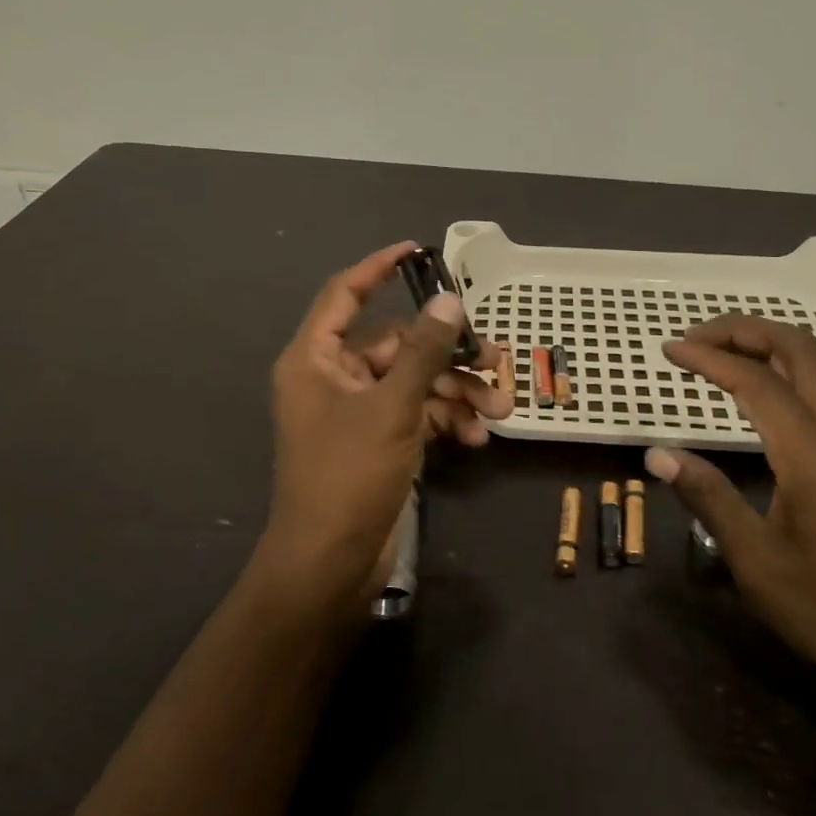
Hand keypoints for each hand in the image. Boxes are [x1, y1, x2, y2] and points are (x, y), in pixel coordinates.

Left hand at [258, 242, 510, 611]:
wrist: (331, 564)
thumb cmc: (349, 475)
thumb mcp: (392, 407)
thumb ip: (423, 352)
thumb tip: (448, 302)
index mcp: (316, 359)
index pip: (344, 294)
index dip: (378, 268)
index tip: (417, 250)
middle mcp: (333, 378)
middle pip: (396, 345)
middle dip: (447, 355)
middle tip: (495, 359)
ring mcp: (357, 412)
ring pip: (414, 383)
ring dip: (457, 393)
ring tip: (500, 410)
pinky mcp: (378, 441)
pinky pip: (416, 415)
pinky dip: (446, 421)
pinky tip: (476, 439)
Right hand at [645, 314, 815, 700]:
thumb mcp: (756, 561)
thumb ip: (707, 497)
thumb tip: (656, 455)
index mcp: (811, 453)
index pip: (754, 381)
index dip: (708, 358)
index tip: (669, 350)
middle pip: (800, 349)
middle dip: (746, 330)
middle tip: (698, 337)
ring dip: (772, 344)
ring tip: (725, 353)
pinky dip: (791, 368)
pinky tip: (767, 392)